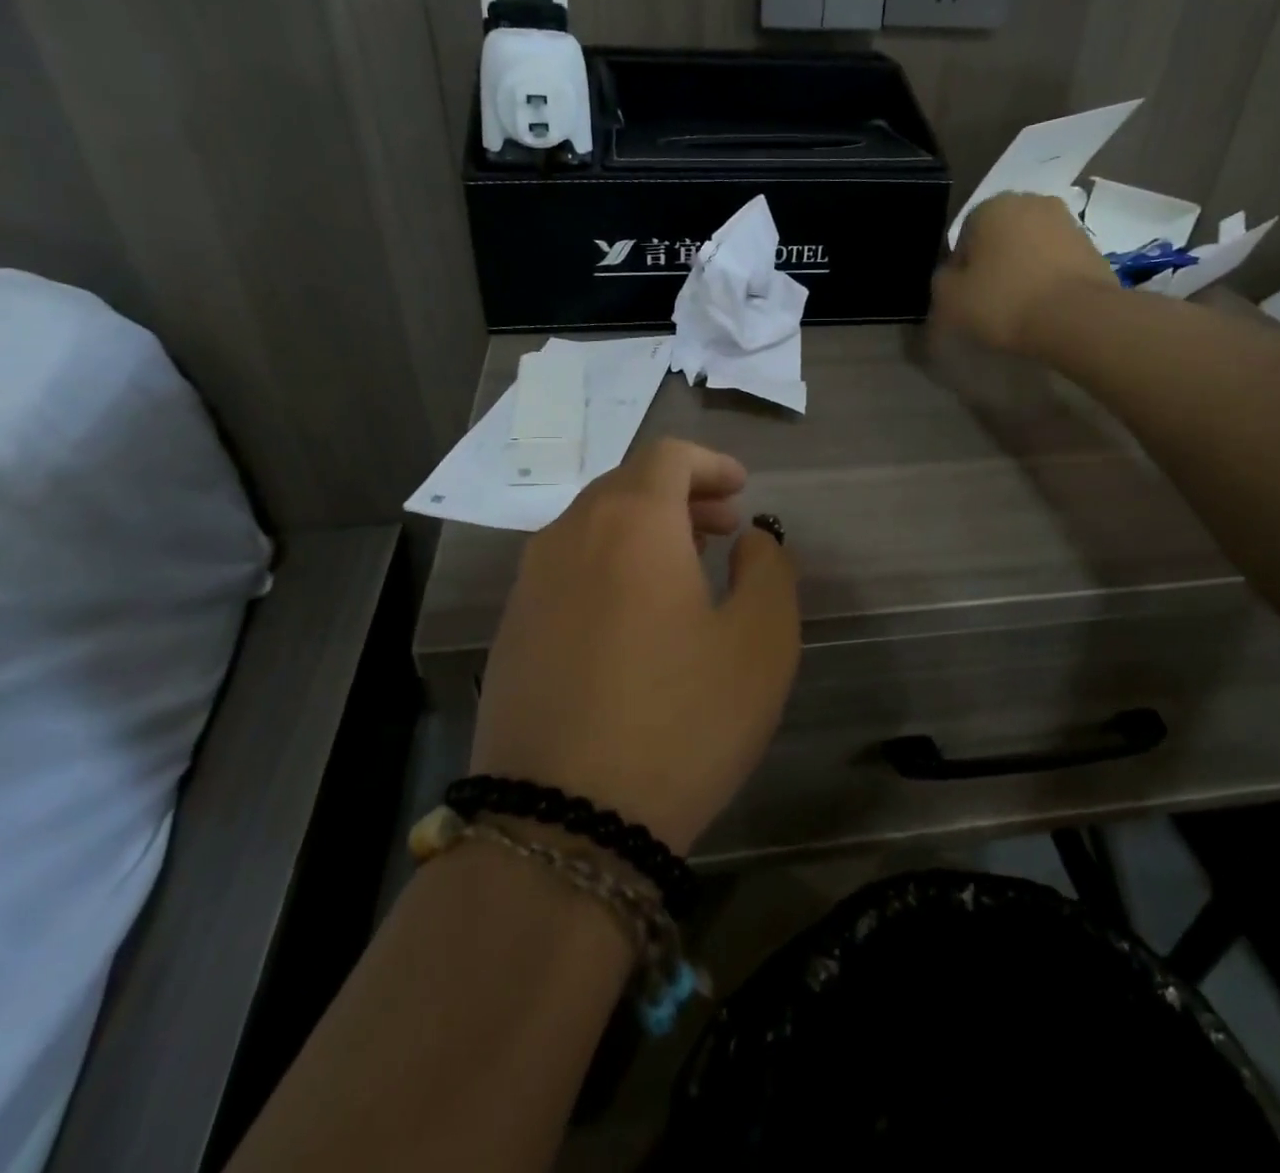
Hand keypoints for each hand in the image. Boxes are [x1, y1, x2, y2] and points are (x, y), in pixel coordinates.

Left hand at [469, 438, 800, 854]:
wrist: (560, 823)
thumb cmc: (680, 720)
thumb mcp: (761, 642)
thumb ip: (768, 569)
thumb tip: (749, 539)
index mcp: (631, 522)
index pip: (667, 456)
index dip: (710, 463)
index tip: (742, 489)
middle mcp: (570, 535)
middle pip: (627, 485)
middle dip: (681, 496)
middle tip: (723, 528)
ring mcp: (530, 583)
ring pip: (593, 526)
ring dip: (644, 531)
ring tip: (686, 570)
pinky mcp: (511, 629)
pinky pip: (567, 569)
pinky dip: (609, 566)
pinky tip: (633, 619)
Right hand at [931, 191, 1115, 354]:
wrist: (1076, 318)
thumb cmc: (1004, 302)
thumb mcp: (949, 299)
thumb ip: (942, 281)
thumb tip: (952, 276)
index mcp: (991, 206)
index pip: (964, 238)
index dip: (960, 270)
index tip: (965, 298)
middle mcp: (1031, 201)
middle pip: (999, 238)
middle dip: (993, 263)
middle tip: (991, 301)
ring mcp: (1066, 222)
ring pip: (1030, 248)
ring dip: (1022, 270)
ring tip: (1020, 306)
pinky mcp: (1092, 246)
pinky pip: (1055, 262)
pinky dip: (1047, 278)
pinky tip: (1044, 306)